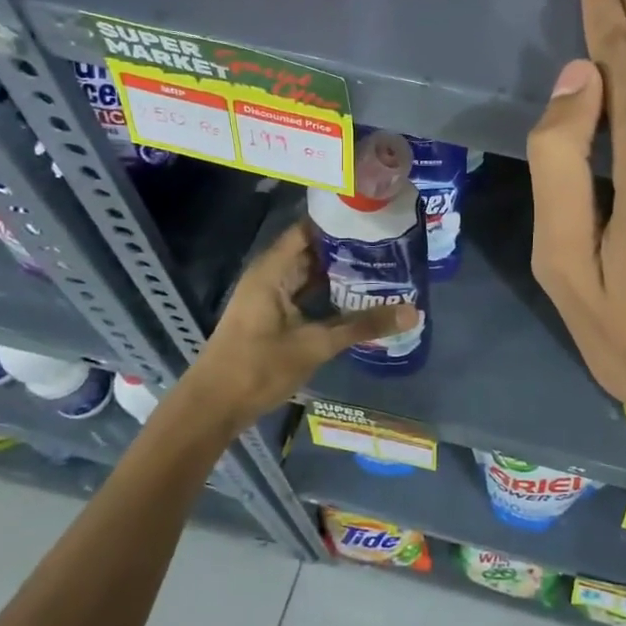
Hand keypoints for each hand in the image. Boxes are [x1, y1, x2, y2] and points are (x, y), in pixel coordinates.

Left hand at [170, 219, 415, 435]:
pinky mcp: (273, 317)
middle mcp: (270, 275)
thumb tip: (413, 311)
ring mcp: (270, 297)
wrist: (213, 408)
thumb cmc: (258, 367)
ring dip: (341, 272)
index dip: (339, 221)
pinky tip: (359, 298)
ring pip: (310, 274)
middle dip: (347, 247)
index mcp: (272, 270)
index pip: (309, 229)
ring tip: (383, 266)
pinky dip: (330, 293)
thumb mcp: (315, 345)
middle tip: (390, 243)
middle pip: (312, 250)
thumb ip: (363, 325)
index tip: (375, 217)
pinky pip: (306, 294)